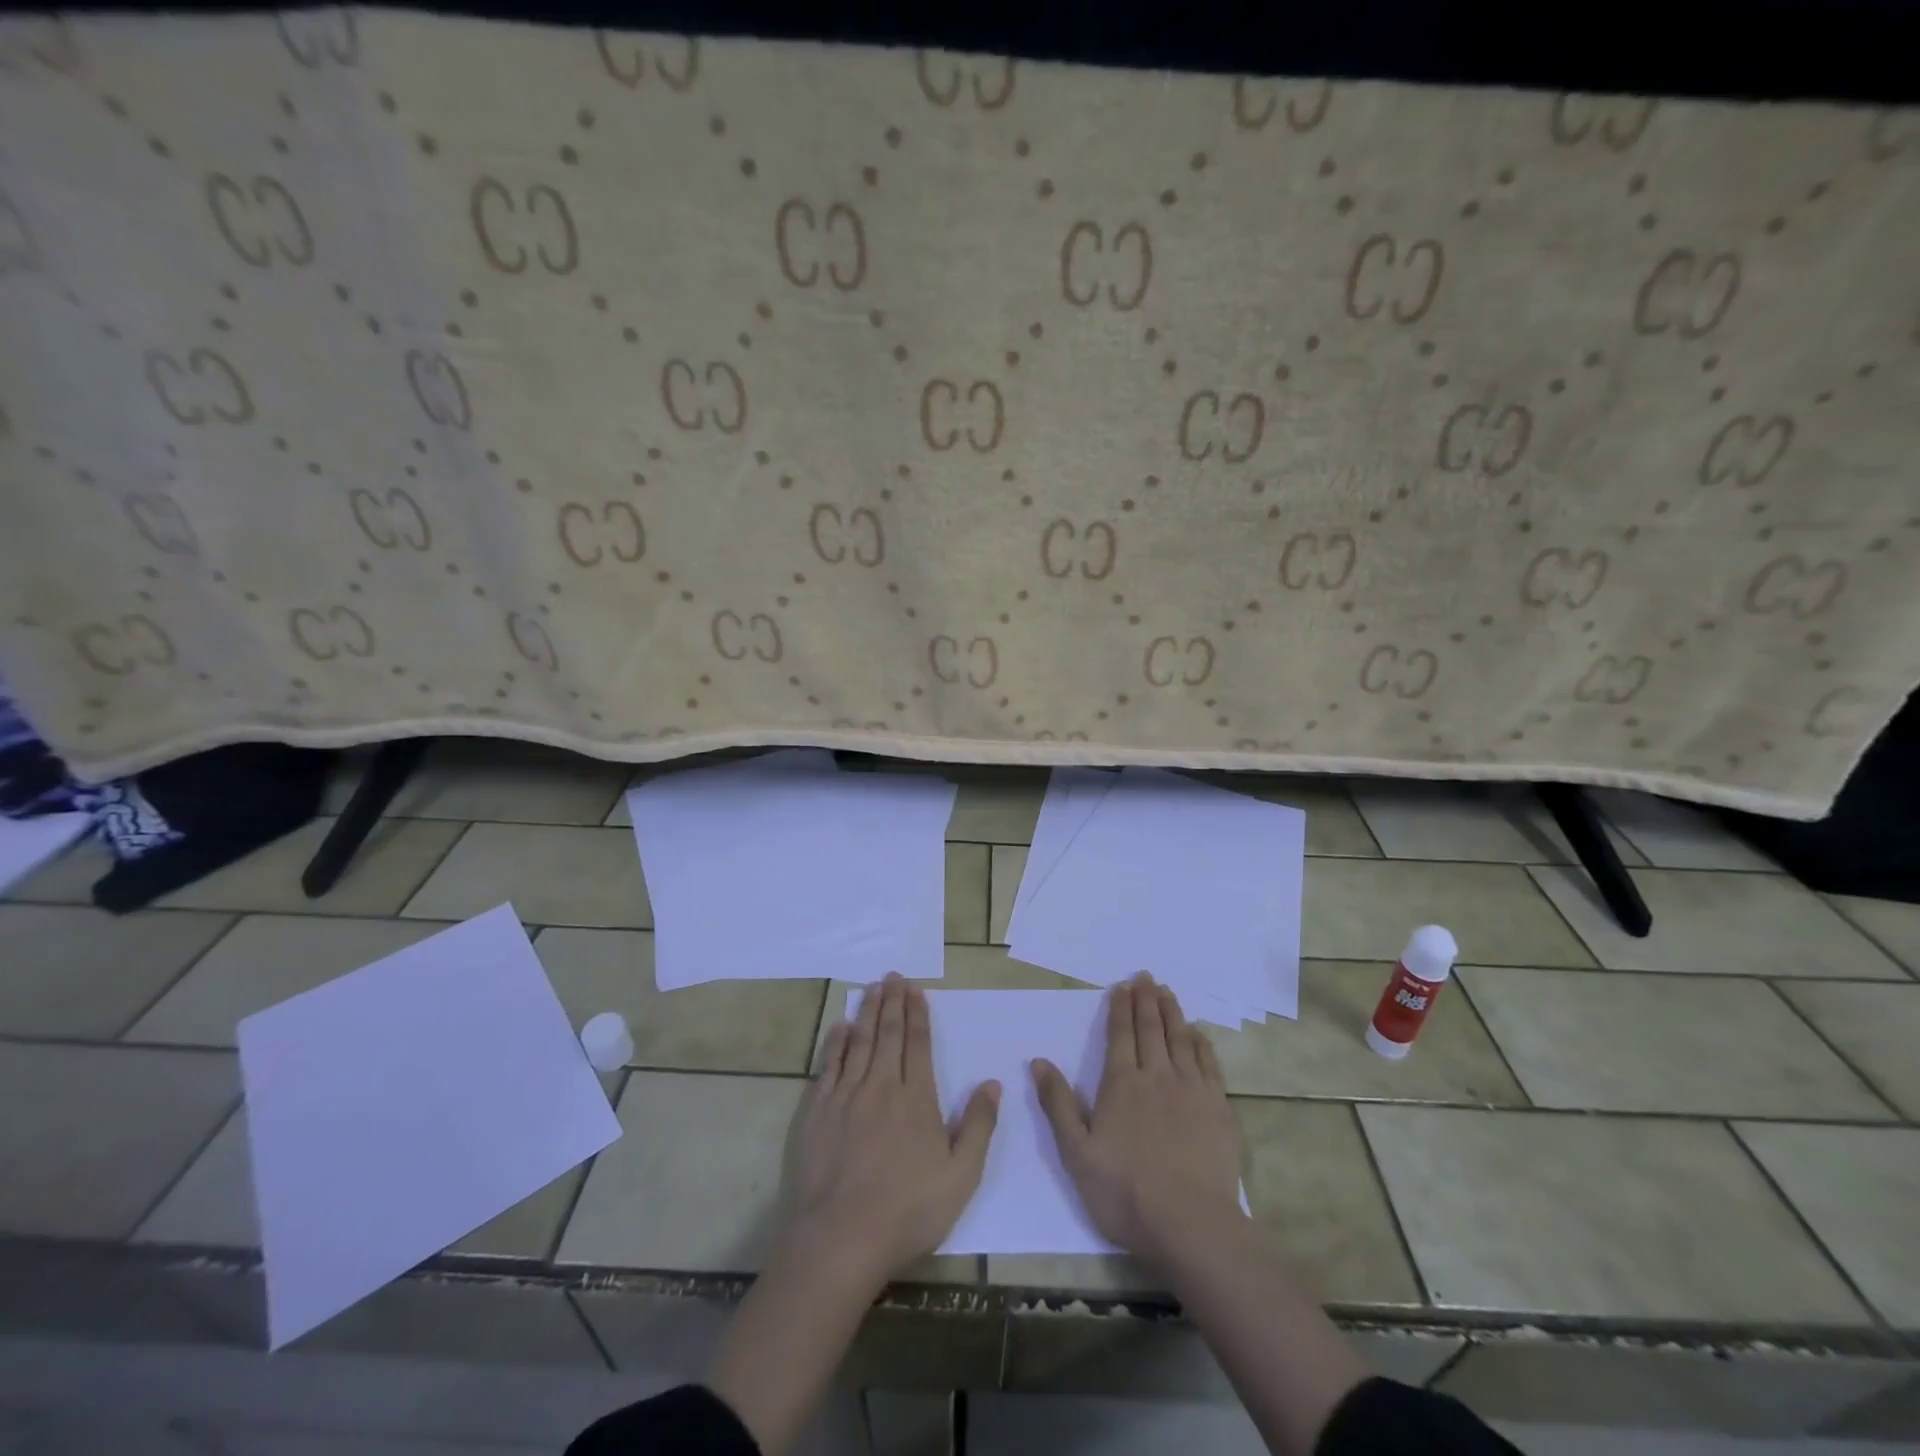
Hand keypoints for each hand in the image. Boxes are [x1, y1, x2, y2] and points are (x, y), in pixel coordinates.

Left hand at [781, 974, 999, 1290]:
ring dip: (867, 1012)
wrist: (839, 1239)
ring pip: (859, 1042)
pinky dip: (836, 1041)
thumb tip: (992, 1082)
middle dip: (892, 1002)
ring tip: (872, 988)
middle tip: (893, 976)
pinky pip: (829, 1065)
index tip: (915, 989)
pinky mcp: (817, 1111)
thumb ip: (979, 1126)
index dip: (917, 1013)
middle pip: (888, 1034)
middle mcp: (881, 1087)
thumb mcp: (960, 1177)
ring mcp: (845, 1096)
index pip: (917, 1044)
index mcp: (916, 1099)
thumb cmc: (907, 1211)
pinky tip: (841, 1027)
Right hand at [1033, 973, 1242, 1266]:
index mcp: (1121, 1084)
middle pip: (1151, 1029)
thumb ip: (1058, 1104)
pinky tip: (1197, 1033)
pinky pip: (1207, 1063)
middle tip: (1146, 976)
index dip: (1120, 1008)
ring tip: (1168, 992)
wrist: (1191, 1224)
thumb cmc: (1126, 1192)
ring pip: (1180, 1039)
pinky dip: (1200, 1043)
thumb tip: (1038, 1061)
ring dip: (1172, 1012)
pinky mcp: (1217, 1108)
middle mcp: (1156, 1076)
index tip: (1122, 986)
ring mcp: (1191, 1090)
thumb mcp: (1077, 1153)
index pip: (1119, 1035)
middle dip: (1146, 1000)